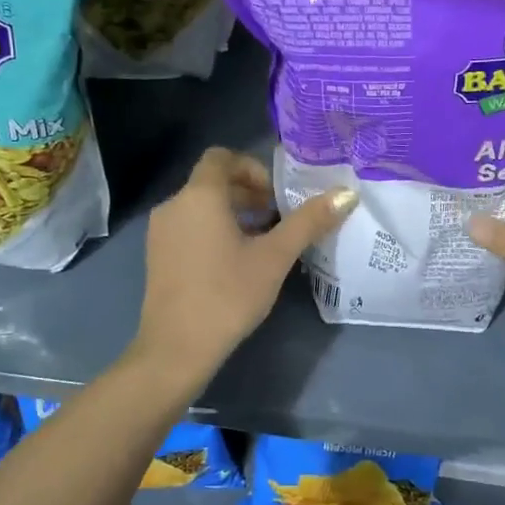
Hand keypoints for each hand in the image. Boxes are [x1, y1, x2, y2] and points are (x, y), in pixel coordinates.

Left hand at [135, 148, 355, 378]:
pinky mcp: (157, 256)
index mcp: (199, 196)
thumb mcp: (275, 257)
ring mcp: (161, 232)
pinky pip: (189, 227)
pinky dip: (214, 231)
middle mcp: (174, 205)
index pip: (221, 157)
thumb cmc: (228, 294)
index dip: (252, 168)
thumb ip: (309, 222)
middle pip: (212, 182)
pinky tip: (236, 262)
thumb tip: (347, 194)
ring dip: (233, 213)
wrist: (176, 348)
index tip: (276, 195)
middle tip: (278, 218)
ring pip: (201, 207)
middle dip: (248, 193)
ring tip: (263, 241)